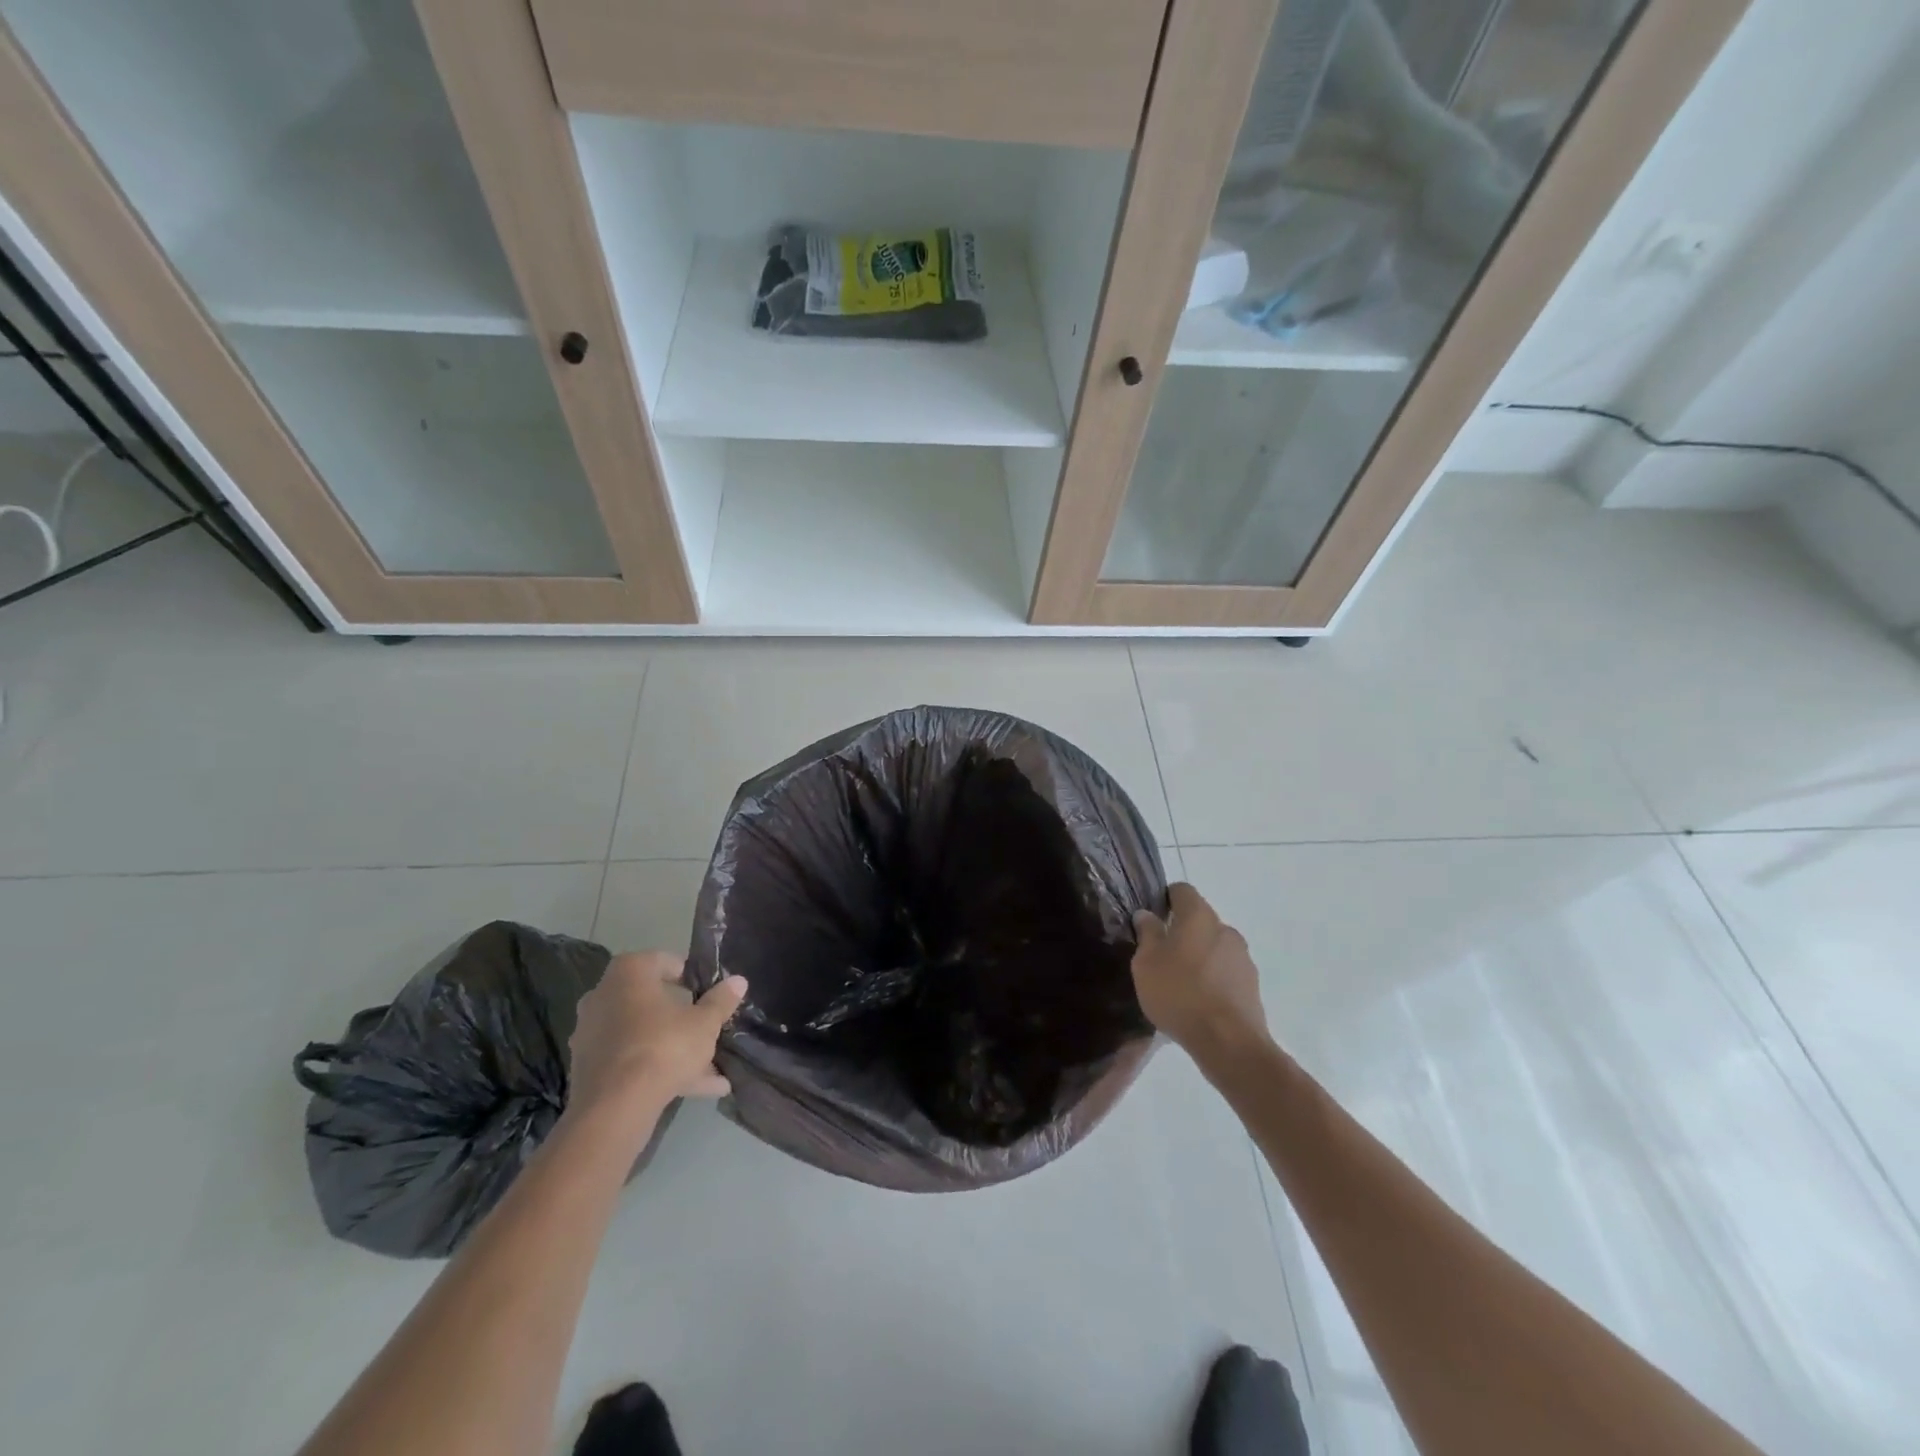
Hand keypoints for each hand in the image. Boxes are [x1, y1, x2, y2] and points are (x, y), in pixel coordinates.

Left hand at [567, 952, 746, 1119]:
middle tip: (708, 1029)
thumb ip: (721, 1000)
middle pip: (652, 1001)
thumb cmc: (663, 1046)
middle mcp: (603, 996)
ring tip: (712, 1071)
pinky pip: (631, 1060)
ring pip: (643, 1035)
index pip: (664, 962)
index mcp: (629, 973)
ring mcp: (592, 1033)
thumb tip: (738, 981)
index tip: (708, 992)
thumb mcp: (705, 1023)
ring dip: (674, 1049)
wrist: (615, 1108)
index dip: (690, 976)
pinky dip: (657, 1070)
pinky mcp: (589, 1068)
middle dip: (682, 1018)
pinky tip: (695, 1089)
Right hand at [1132, 884, 1271, 1064]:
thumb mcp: (1146, 964)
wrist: (1228, 1042)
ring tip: (1180, 984)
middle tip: (1161, 956)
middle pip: (1200, 919)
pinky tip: (1198, 1001)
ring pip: (1214, 946)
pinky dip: (1212, 978)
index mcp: (1199, 916)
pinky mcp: (1251, 984)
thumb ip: (1147, 934)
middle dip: (1181, 931)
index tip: (1152, 919)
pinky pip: (1225, 971)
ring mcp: (1243, 957)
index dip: (1165, 898)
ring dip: (1198, 956)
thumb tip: (1146, 914)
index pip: (1182, 890)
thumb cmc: (1179, 994)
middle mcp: (1225, 929)